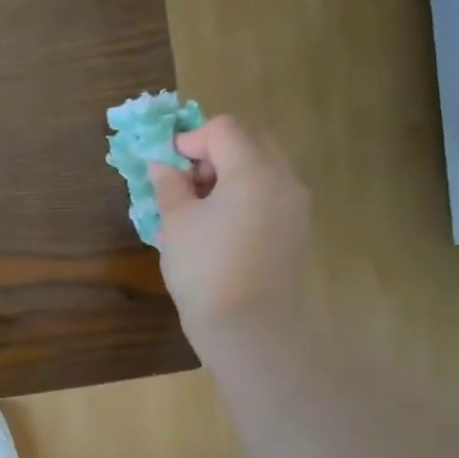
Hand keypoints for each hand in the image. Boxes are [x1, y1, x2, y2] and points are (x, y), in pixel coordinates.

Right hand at [149, 114, 310, 344]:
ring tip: (201, 209)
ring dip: (231, 174)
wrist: (247, 328)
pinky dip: (246, 197)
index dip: (190, 140)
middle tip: (188, 183)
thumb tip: (162, 166)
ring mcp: (295, 207)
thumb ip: (169, 186)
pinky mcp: (297, 232)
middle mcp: (283, 180)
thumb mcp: (176, 224)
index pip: (223, 129)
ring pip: (264, 169)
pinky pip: (271, 196)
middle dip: (215, 152)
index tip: (167, 167)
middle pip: (251, 141)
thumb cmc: (205, 270)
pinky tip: (221, 229)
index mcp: (253, 170)